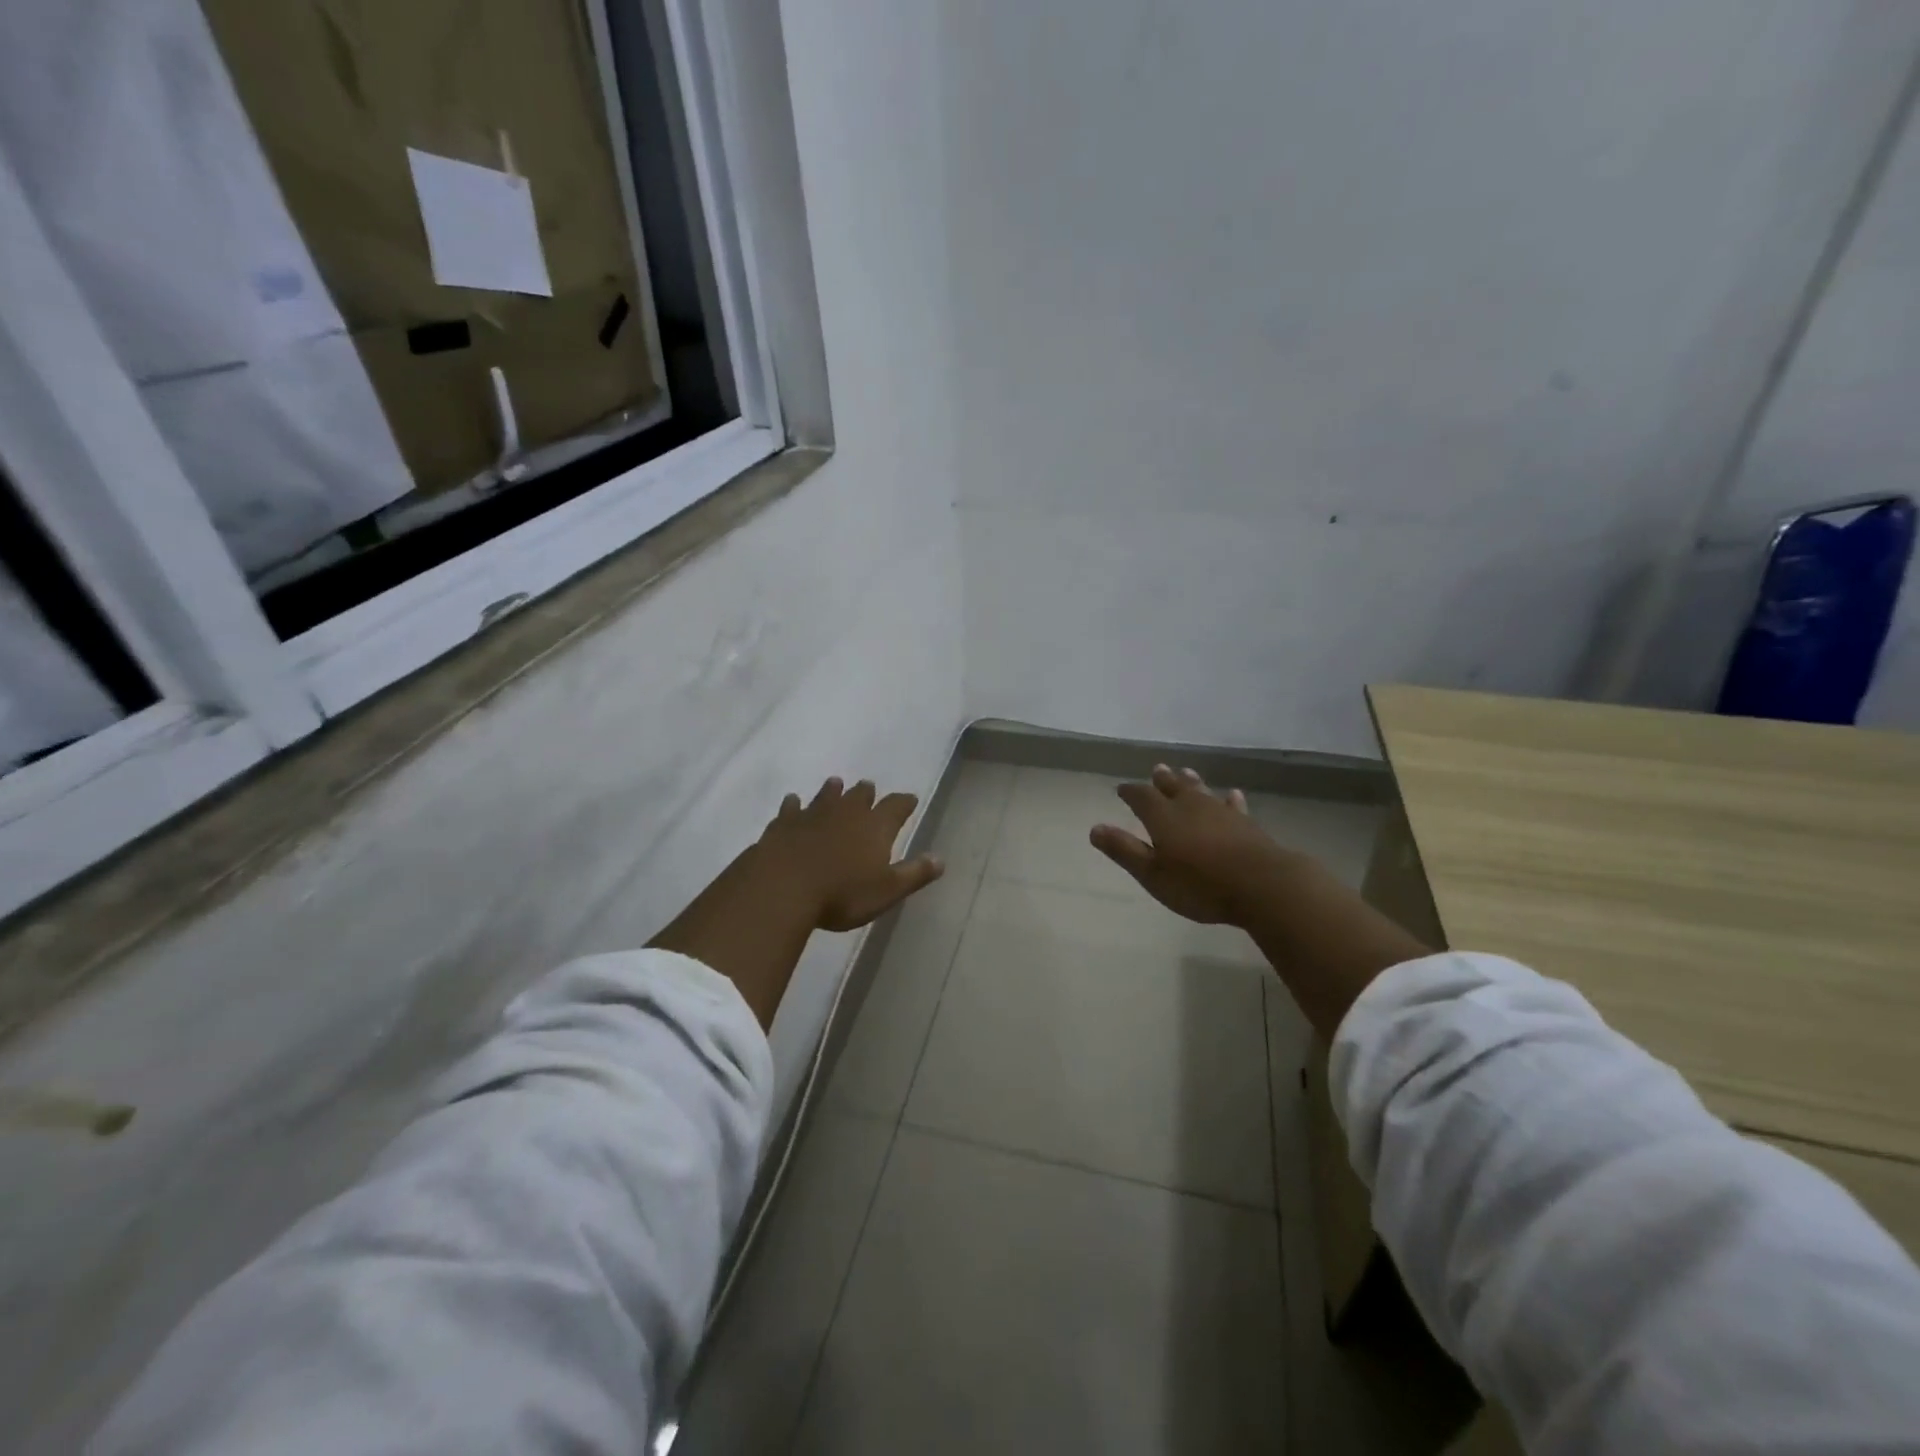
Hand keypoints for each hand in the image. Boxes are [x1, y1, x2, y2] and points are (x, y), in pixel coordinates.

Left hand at [757, 777, 943, 930]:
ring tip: (835, 783)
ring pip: (826, 796)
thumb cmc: (842, 894)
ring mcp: (811, 815)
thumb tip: (940, 859)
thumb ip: (914, 874)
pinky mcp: (783, 824)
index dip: (904, 803)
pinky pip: (791, 808)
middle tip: (869, 787)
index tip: (910, 799)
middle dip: (867, 792)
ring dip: (832, 790)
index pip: (896, 807)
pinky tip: (793, 802)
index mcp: (875, 827)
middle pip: (859, 796)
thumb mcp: (887, 891)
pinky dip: (794, 805)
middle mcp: (845, 813)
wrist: (782, 888)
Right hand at [1091, 765, 1290, 925]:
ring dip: (1192, 782)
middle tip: (1157, 769)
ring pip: (1202, 791)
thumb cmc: (1199, 884)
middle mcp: (1190, 806)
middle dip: (1162, 780)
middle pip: (1173, 787)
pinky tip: (1232, 795)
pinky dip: (1229, 800)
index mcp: (1163, 817)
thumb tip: (1095, 828)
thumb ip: (1124, 850)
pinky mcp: (1246, 824)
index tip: (1122, 789)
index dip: (1130, 792)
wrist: (1262, 885)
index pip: (1141, 797)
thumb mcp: (1152, 874)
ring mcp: (1221, 813)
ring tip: (1185, 772)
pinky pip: (1233, 805)